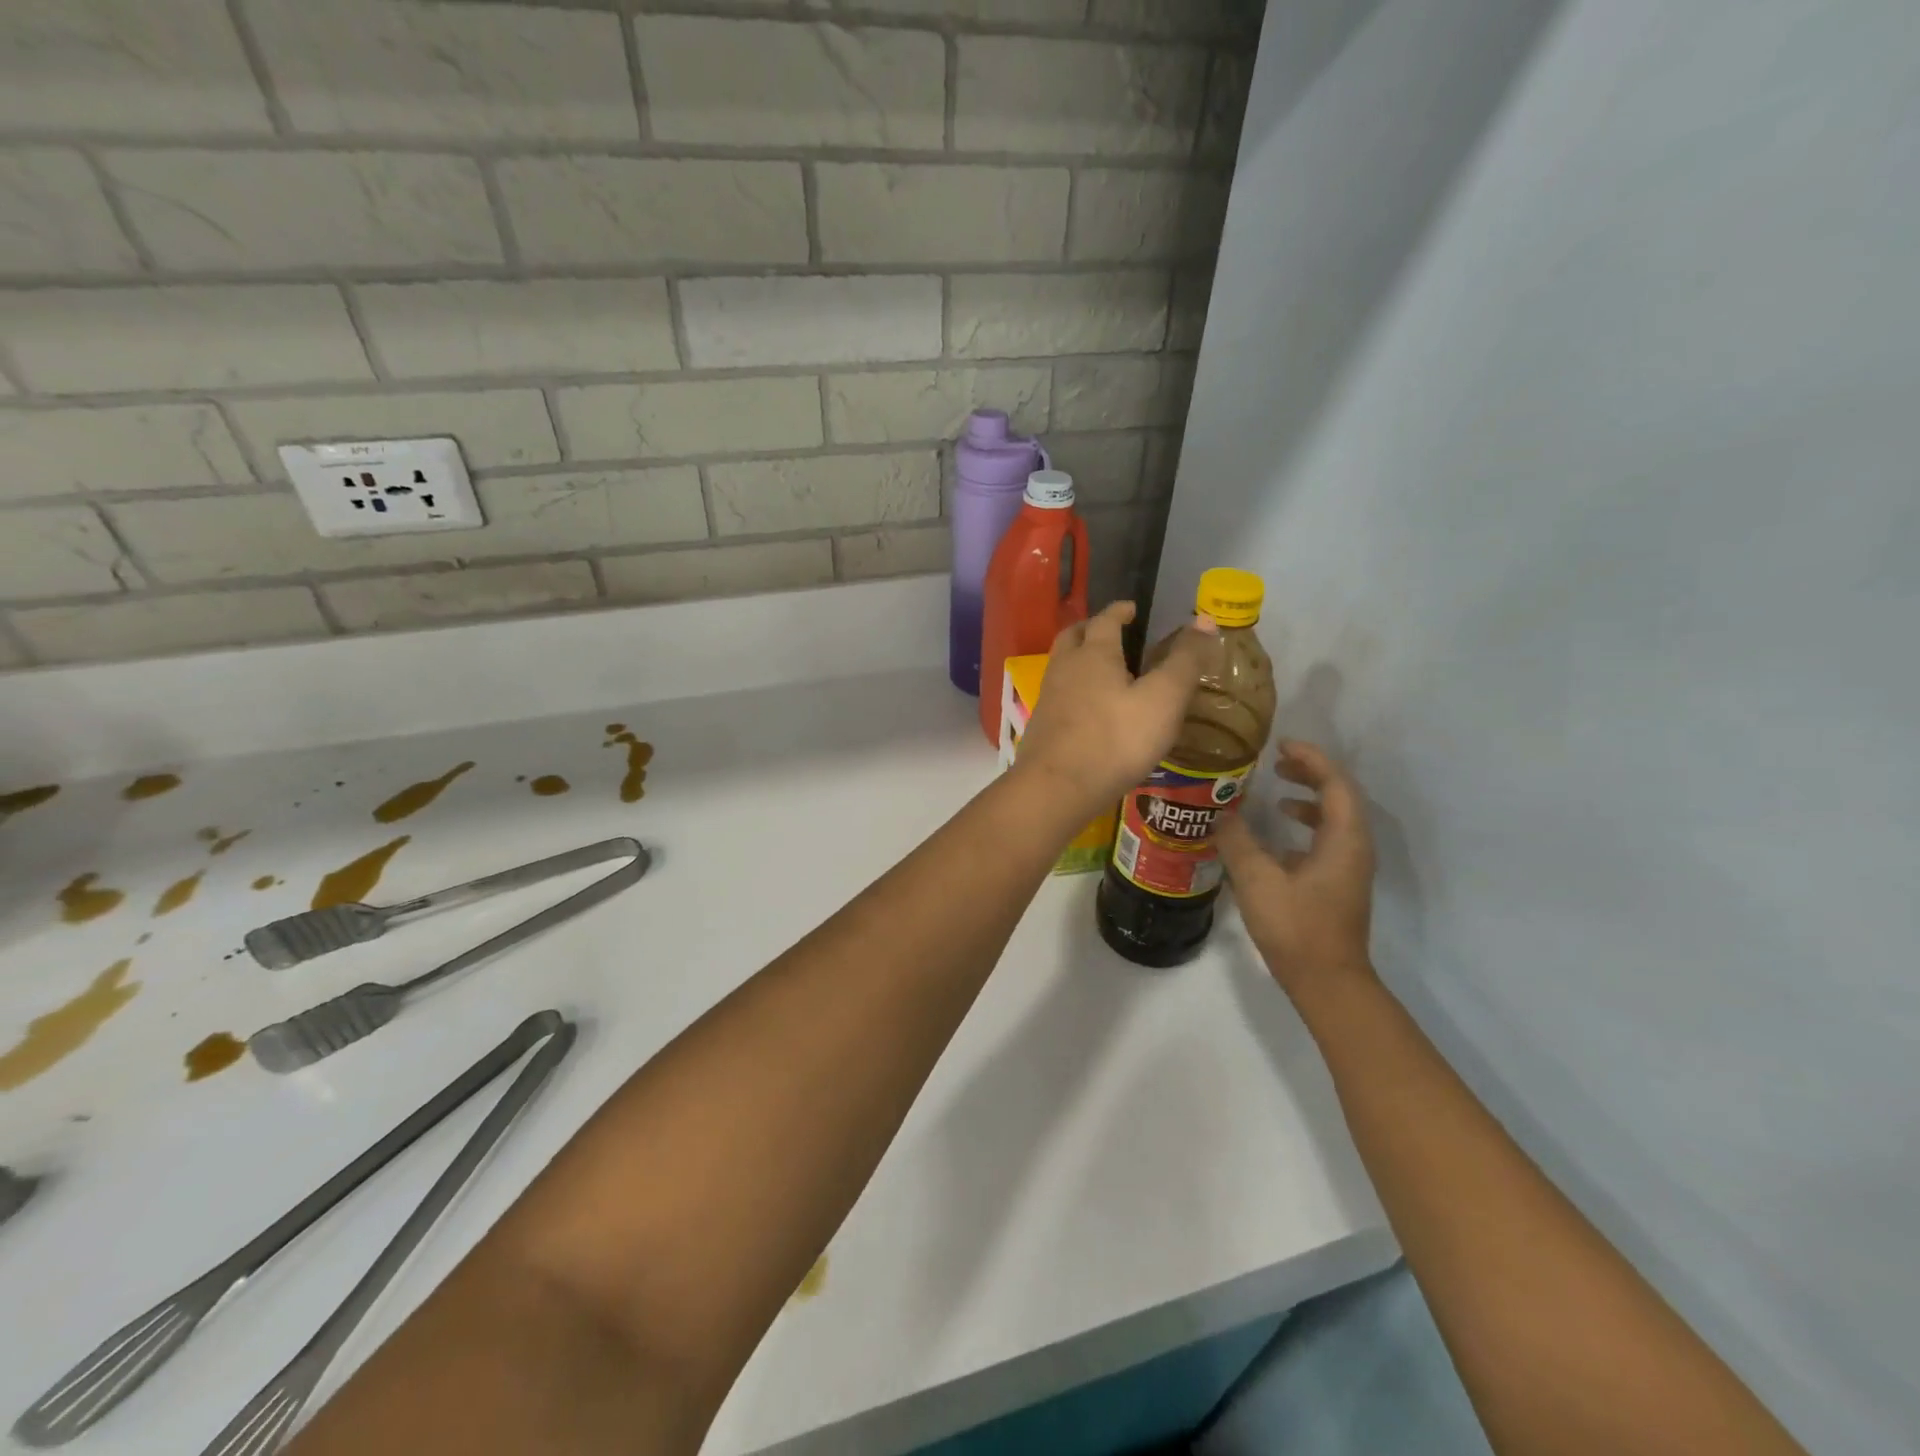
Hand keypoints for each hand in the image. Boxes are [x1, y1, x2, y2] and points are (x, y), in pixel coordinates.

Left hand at [1011, 602, 1210, 816]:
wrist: (1057, 787)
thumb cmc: (1115, 739)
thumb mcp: (1164, 699)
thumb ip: (1185, 661)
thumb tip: (1205, 620)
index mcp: (1094, 654)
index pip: (1105, 620)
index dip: (1119, 611)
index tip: (1131, 608)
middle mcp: (1065, 668)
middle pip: (1072, 636)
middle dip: (1091, 629)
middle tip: (1110, 632)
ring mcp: (1049, 698)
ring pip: (1062, 666)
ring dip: (1079, 659)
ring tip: (1102, 671)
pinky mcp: (1042, 727)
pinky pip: (1059, 695)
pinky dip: (1074, 690)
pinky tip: (1089, 710)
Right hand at [1216, 741, 1375, 997]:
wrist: (1327, 982)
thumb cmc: (1296, 927)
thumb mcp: (1257, 880)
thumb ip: (1238, 841)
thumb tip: (1222, 813)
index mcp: (1344, 839)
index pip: (1335, 783)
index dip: (1311, 759)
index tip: (1281, 745)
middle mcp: (1354, 848)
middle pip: (1339, 796)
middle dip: (1310, 774)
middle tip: (1277, 763)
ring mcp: (1348, 868)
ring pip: (1334, 820)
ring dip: (1308, 800)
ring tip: (1275, 795)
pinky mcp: (1338, 885)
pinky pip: (1326, 840)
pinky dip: (1305, 827)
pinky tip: (1275, 838)